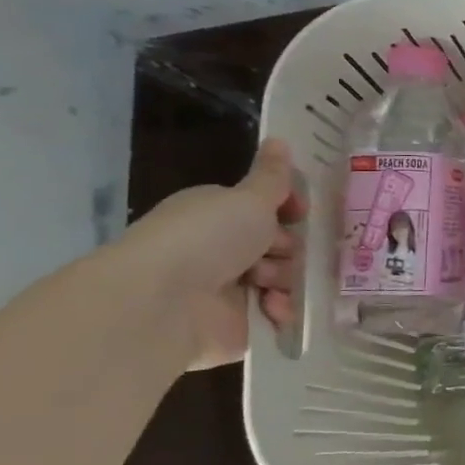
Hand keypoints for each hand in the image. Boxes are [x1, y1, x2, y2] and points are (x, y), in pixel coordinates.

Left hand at [116, 138, 306, 369]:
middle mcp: (223, 250)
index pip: (267, 209)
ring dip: (285, 279)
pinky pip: (276, 315)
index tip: (301, 213)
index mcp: (220, 215)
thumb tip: (279, 139)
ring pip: (283, 279)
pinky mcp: (237, 325)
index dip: (289, 210)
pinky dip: (280, 311)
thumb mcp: (248, 198)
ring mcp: (229, 289)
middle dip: (289, 248)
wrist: (163, 303)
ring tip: (267, 284)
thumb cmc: (207, 238)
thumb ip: (273, 176)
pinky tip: (273, 309)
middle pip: (280, 245)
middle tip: (280, 250)